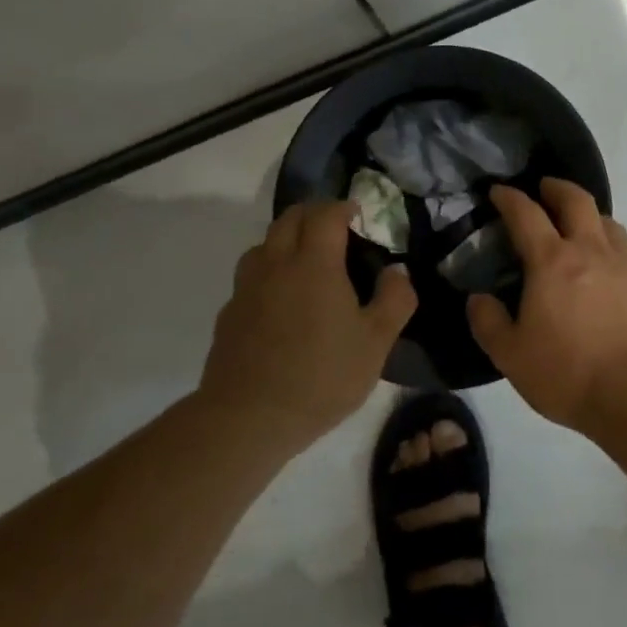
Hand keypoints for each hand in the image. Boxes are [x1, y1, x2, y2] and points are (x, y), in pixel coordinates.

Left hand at [200, 201, 416, 446]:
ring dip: (286, 239)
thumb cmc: (321, 377)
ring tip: (305, 261)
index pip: (325, 214)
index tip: (357, 213)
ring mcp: (247, 288)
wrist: (247, 419)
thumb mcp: (375, 343)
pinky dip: (268, 272)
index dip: (342, 207)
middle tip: (335, 230)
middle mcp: (276, 264)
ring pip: (264, 243)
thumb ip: (394, 300)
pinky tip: (279, 301)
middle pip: (290, 218)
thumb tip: (397, 271)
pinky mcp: (229, 313)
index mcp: (314, 264)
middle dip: (314, 214)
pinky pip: (250, 276)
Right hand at [468, 179, 626, 435]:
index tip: (499, 191)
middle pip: (576, 201)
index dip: (510, 198)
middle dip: (557, 188)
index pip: (526, 214)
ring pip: (609, 224)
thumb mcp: (511, 356)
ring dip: (590, 217)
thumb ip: (488, 322)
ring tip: (581, 227)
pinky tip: (612, 277)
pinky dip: (614, 255)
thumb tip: (477, 298)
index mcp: (553, 262)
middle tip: (545, 188)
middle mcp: (592, 251)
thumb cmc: (569, 374)